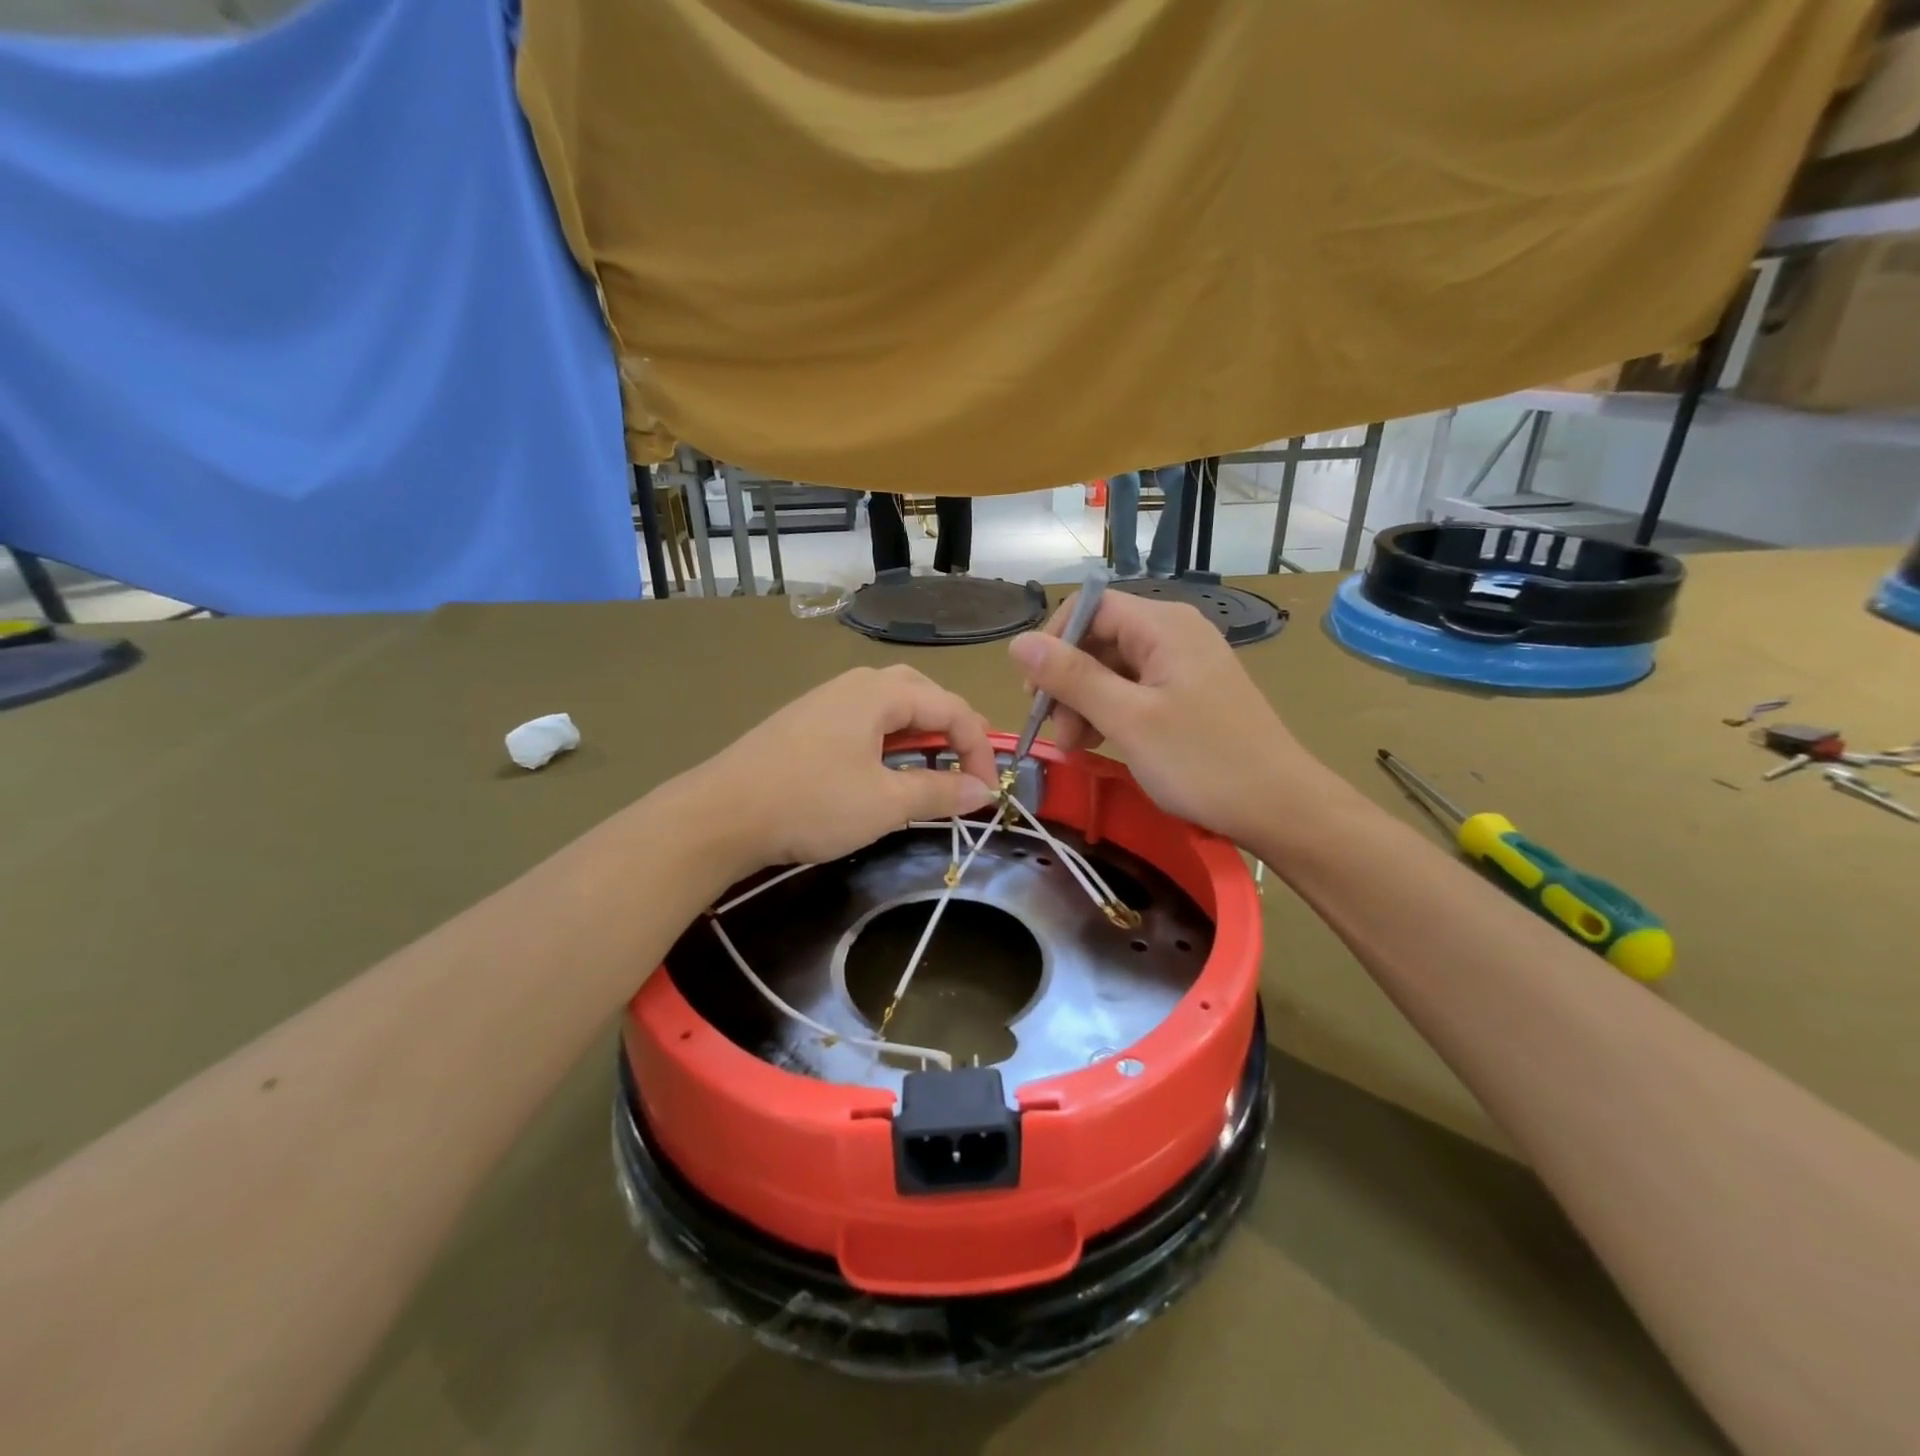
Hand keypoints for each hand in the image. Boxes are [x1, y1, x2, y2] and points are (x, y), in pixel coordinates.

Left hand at [688, 665, 998, 877]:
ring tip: (931, 766)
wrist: (719, 814)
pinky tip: (882, 768)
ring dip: (920, 732)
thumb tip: (982, 791)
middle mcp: (855, 683)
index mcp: (880, 692)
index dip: (979, 748)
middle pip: (922, 694)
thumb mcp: (884, 803)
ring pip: (890, 705)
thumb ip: (939, 793)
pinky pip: (863, 718)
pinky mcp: (805, 721)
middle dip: (952, 728)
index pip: (951, 708)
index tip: (987, 791)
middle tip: (965, 765)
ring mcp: (826, 700)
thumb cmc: (810, 803)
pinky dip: (889, 739)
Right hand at [1007, 591, 1311, 843]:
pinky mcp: (1190, 693)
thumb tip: (1018, 642)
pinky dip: (1112, 713)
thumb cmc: (1203, 761)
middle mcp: (1175, 633)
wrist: (1281, 808)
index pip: (1089, 607)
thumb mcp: (1128, 719)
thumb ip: (1072, 677)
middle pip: (1099, 639)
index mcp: (1163, 625)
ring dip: (1086, 703)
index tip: (1035, 693)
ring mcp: (1185, 664)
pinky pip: (1136, 690)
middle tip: (1059, 736)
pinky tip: (1103, 744)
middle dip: (1069, 683)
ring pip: (1114, 668)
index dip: (1053, 643)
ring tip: (1078, 748)